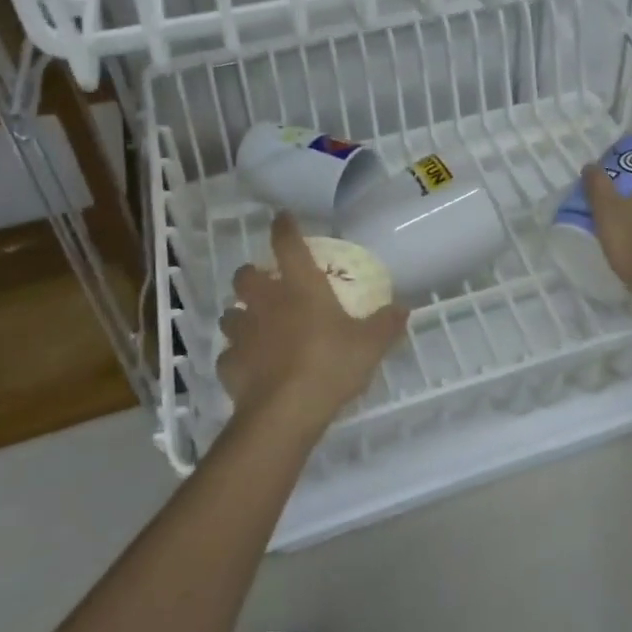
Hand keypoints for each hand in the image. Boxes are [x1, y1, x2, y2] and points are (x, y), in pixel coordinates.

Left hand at [218, 214, 407, 433]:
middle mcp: (265, 302)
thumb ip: (386, 324)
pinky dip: (237, 357)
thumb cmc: (329, 365)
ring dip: (240, 316)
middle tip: (266, 284)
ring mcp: (242, 333)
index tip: (282, 217)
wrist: (284, 413)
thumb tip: (404, 308)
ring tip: (255, 327)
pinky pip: (228, 355)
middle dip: (252, 274)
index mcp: (300, 287)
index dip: (284, 227)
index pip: (287, 243)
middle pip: (245, 275)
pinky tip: (250, 367)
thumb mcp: (370, 345)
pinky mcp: (228, 365)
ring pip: (230, 314)